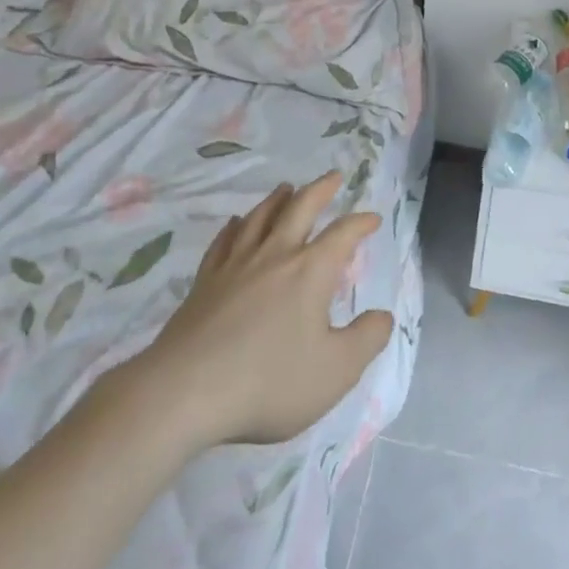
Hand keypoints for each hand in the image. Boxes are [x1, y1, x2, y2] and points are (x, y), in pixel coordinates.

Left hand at [94, 171, 392, 451]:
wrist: (185, 393)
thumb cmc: (269, 381)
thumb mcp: (336, 370)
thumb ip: (367, 339)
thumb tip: (384, 315)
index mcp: (310, 271)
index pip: (343, 234)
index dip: (361, 223)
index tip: (373, 219)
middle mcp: (275, 256)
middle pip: (300, 208)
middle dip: (320, 190)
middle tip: (333, 176)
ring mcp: (235, 266)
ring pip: (260, 218)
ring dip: (277, 199)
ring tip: (286, 188)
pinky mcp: (204, 283)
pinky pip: (223, 243)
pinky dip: (234, 227)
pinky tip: (235, 224)